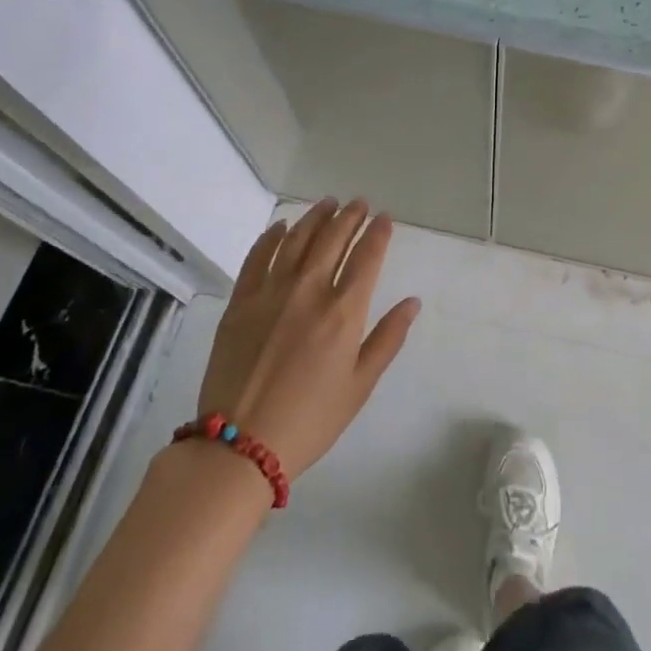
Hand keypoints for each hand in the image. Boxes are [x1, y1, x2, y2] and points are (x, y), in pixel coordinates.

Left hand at [196, 199, 420, 479]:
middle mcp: (309, 290)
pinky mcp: (240, 302)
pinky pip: (257, 257)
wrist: (239, 447)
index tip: (385, 218)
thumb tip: (412, 302)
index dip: (378, 233)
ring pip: (297, 239)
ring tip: (328, 203)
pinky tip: (281, 226)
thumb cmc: (310, 420)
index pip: (367, 256)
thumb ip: (388, 338)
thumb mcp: (360, 385)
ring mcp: (271, 292)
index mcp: (344, 311)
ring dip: (316, 217)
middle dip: (350, 216)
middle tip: (359, 203)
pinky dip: (271, 236)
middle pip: (333, 239)